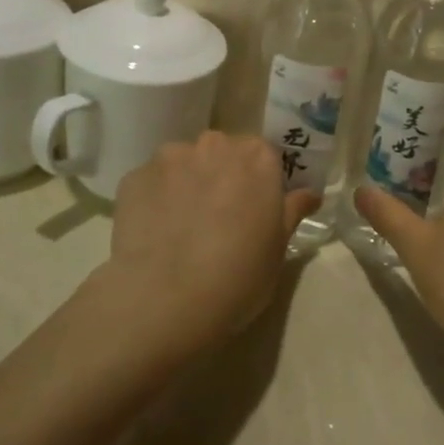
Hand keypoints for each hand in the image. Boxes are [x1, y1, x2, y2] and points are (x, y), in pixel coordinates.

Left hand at [104, 132, 319, 353]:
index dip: (259, 181)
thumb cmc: (238, 275)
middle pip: (222, 152)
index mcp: (257, 157)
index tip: (255, 208)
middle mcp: (215, 144)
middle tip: (219, 217)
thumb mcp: (278, 248)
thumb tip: (309, 194)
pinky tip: (155, 233)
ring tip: (181, 227)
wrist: (166, 300)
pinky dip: (155, 200)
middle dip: (221, 176)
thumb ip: (291, 211)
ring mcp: (170, 157)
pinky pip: (152, 183)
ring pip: (184, 164)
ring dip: (186, 184)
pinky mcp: (134, 177)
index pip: (263, 155)